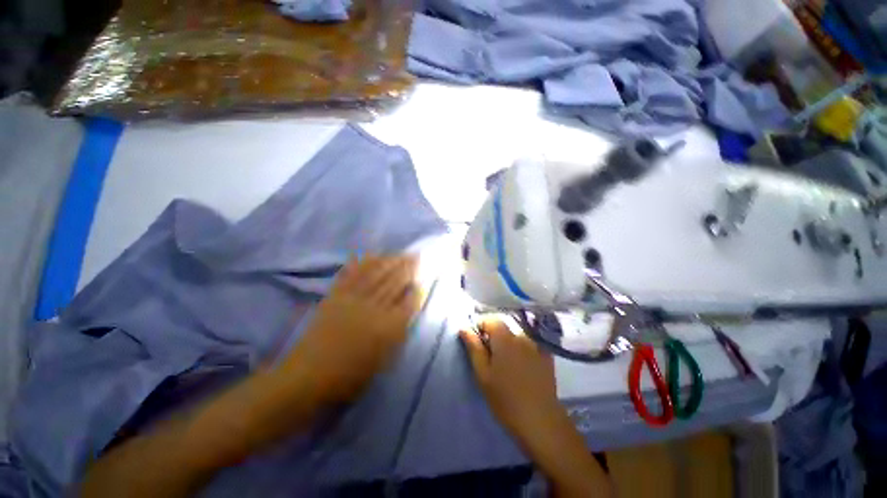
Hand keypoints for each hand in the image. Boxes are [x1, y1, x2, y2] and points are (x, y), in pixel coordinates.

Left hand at [283, 255, 420, 404]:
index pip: (408, 301)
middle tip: (416, 256)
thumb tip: (408, 310)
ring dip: (389, 262)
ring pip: (376, 275)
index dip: (416, 288)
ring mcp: (353, 299)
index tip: (422, 278)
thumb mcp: (383, 359)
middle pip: (394, 283)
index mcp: (387, 327)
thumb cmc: (351, 374)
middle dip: (407, 268)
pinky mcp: (335, 296)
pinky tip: (370, 255)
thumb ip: (398, 332)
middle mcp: (373, 308)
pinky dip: (362, 263)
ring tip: (400, 253)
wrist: (310, 375)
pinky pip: (351, 275)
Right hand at [459, 317, 566, 447]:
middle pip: (504, 326)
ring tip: (505, 363)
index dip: (480, 325)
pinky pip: (530, 344)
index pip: (490, 319)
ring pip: (516, 335)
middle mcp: (522, 336)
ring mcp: (537, 345)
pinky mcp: (546, 356)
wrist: (541, 422)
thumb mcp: (483, 374)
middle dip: (493, 335)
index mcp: (505, 339)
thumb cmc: (505, 399)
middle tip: (489, 356)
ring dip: (508, 342)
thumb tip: (464, 327)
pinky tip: (522, 366)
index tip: (476, 341)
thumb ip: (474, 347)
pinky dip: (522, 348)